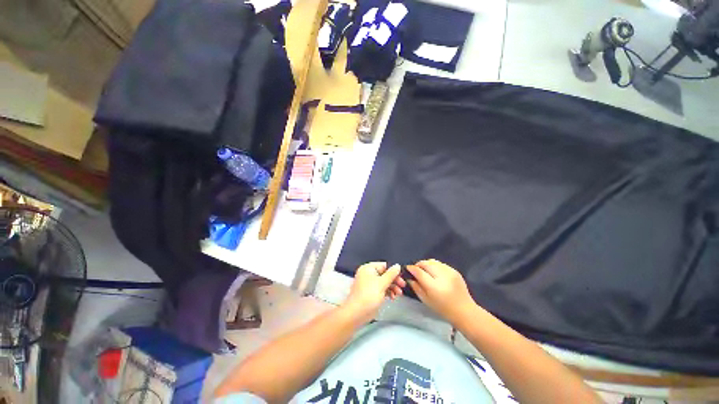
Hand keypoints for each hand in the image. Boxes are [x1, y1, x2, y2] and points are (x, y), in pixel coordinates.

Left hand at [342, 262, 405, 322]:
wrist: (357, 313)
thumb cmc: (369, 295)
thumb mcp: (382, 283)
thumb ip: (391, 274)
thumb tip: (397, 265)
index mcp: (369, 268)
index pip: (384, 265)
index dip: (394, 271)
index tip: (402, 277)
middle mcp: (368, 273)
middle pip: (385, 274)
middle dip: (394, 280)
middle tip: (403, 286)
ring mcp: (369, 283)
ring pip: (384, 282)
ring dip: (392, 287)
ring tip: (398, 294)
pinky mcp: (371, 292)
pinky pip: (381, 289)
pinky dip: (387, 292)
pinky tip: (392, 297)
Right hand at [407, 259, 475, 324]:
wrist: (464, 311)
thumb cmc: (443, 309)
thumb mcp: (426, 300)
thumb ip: (416, 287)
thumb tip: (409, 277)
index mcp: (434, 287)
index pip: (419, 272)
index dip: (412, 268)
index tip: (408, 268)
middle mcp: (442, 277)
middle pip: (426, 264)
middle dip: (418, 264)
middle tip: (416, 269)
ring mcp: (450, 272)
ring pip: (433, 261)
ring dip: (426, 264)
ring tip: (424, 270)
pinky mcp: (454, 271)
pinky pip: (440, 264)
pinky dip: (434, 266)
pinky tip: (434, 272)